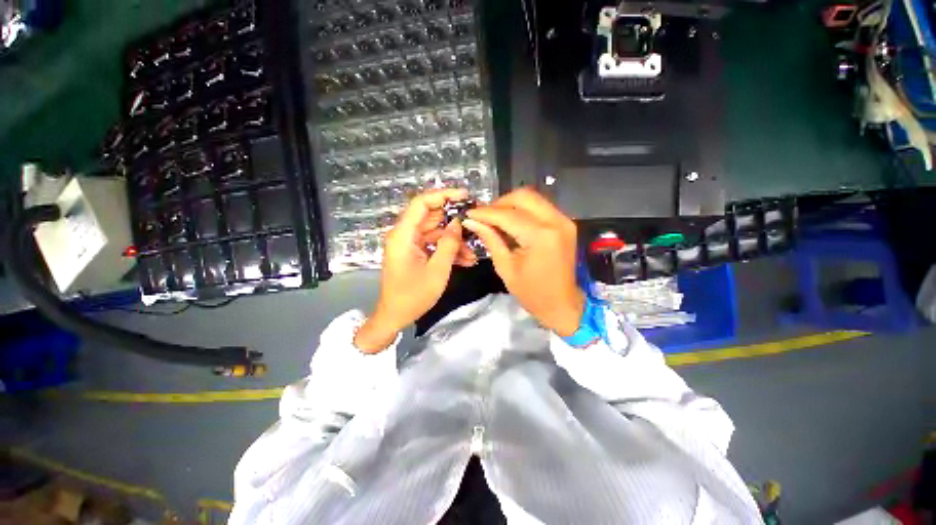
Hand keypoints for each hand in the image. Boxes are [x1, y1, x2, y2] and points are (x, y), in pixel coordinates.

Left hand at [354, 188, 476, 352]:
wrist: (395, 316)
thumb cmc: (413, 296)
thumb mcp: (437, 271)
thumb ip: (448, 244)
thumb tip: (458, 223)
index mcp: (403, 235)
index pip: (421, 203)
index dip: (443, 195)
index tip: (464, 195)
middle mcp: (404, 235)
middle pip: (431, 217)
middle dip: (454, 220)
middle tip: (475, 224)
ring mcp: (410, 244)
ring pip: (436, 232)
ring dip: (454, 241)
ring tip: (473, 253)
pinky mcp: (415, 253)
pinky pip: (434, 245)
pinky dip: (448, 250)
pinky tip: (466, 260)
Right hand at [463, 188, 584, 336]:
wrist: (562, 304)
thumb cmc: (532, 293)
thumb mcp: (505, 267)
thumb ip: (490, 239)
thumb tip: (471, 221)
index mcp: (541, 236)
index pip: (508, 215)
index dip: (486, 212)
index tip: (469, 213)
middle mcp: (556, 222)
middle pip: (523, 196)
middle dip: (500, 203)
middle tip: (484, 216)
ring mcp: (564, 220)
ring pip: (533, 198)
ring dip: (511, 204)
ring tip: (495, 219)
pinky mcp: (566, 223)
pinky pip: (541, 207)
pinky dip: (523, 210)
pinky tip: (511, 222)